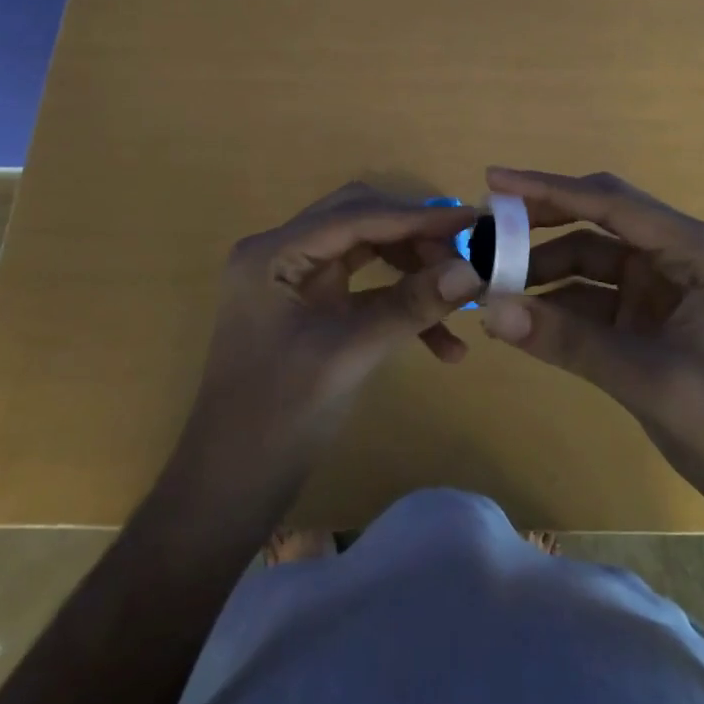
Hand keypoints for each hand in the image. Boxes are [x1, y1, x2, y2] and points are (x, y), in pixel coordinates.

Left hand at [179, 183, 483, 473]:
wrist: (230, 488)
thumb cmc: (277, 418)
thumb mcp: (348, 356)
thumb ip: (409, 306)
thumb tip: (473, 272)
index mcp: (273, 252)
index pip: (354, 215)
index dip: (415, 217)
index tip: (472, 222)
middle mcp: (282, 251)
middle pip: (360, 221)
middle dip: (415, 240)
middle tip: (463, 263)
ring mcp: (295, 277)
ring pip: (367, 249)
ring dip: (412, 271)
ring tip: (459, 304)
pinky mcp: (311, 303)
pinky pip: (364, 286)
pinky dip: (399, 303)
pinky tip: (441, 344)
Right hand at [478, 167, 703, 534]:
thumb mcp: (646, 379)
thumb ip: (566, 339)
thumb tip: (487, 309)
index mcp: (701, 251)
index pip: (612, 204)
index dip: (549, 188)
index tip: (494, 180)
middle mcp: (685, 255)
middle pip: (601, 222)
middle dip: (543, 225)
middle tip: (486, 230)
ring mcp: (670, 287)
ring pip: (594, 260)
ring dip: (546, 270)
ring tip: (492, 282)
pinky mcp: (657, 318)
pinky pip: (599, 297)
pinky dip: (562, 303)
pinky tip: (523, 315)